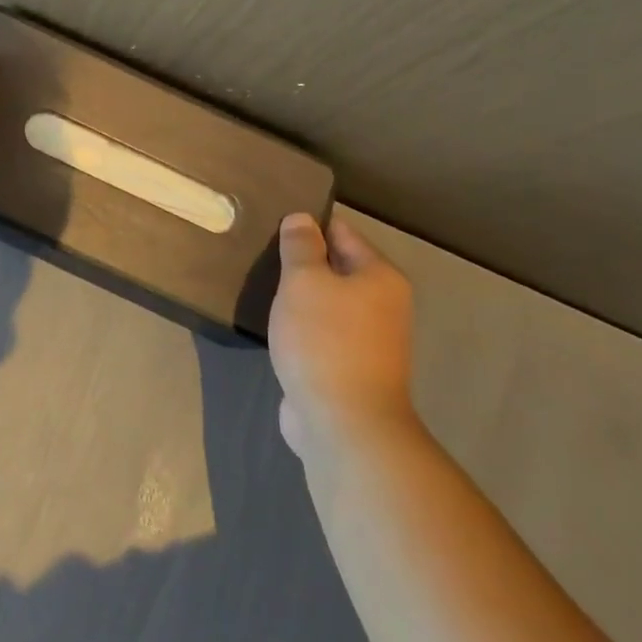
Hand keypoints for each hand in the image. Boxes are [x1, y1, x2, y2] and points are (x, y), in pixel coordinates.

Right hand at [268, 214, 416, 459]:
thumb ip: (300, 246)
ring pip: (327, 304)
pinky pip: (320, 334)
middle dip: (302, 262)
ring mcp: (368, 341)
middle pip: (336, 268)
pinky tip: (274, 325)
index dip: (308, 224)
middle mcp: (382, 305)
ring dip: (299, 297)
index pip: (342, 233)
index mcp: (380, 277)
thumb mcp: (304, 281)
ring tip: (261, 284)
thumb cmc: (325, 340)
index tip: (273, 219)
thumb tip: (301, 218)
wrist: (343, 423)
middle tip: (259, 251)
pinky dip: (300, 327)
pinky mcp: (348, 368)